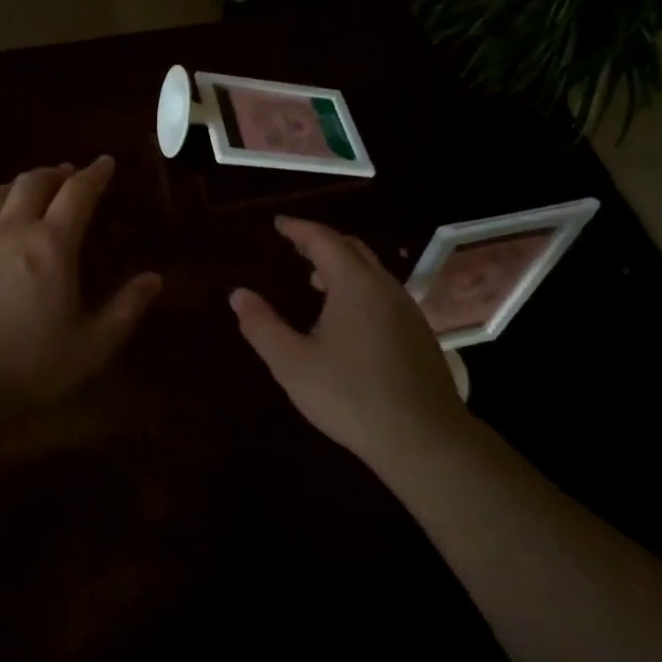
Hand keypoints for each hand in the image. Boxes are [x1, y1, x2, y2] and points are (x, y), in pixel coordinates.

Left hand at [0, 156, 161, 401]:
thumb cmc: (28, 368)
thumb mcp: (91, 346)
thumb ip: (125, 308)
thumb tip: (154, 278)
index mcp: (51, 245)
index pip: (77, 193)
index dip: (95, 174)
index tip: (105, 163)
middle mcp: (9, 231)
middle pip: (32, 183)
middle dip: (54, 173)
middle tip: (67, 175)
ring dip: (17, 187)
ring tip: (28, 193)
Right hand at [231, 217, 464, 459]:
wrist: (424, 438)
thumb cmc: (350, 396)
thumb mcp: (293, 364)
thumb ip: (262, 326)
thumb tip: (238, 294)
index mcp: (355, 284)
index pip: (324, 240)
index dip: (299, 228)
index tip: (278, 223)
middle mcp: (385, 287)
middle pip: (352, 249)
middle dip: (321, 242)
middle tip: (295, 246)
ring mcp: (408, 310)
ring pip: (372, 272)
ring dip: (342, 267)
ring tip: (315, 280)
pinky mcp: (420, 334)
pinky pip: (384, 294)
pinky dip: (359, 288)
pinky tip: (348, 318)